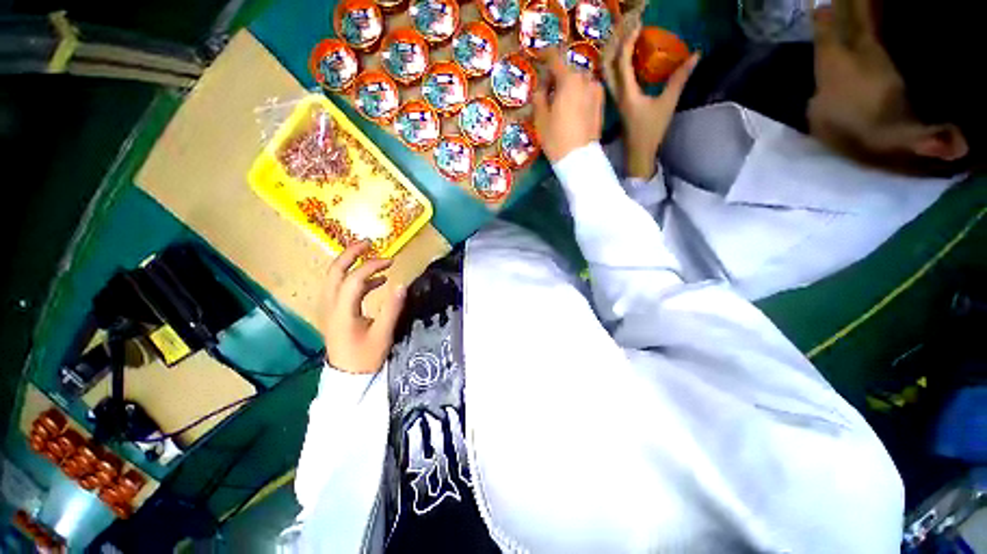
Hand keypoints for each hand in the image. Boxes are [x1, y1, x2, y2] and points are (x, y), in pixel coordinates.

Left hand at [320, 241, 405, 373]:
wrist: (348, 378)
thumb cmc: (365, 357)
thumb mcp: (383, 334)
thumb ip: (392, 308)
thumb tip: (402, 284)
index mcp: (342, 311)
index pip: (354, 279)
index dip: (372, 266)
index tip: (391, 261)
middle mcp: (331, 305)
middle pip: (335, 271)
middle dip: (351, 254)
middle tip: (369, 243)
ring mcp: (330, 308)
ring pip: (336, 278)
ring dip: (352, 264)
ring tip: (374, 258)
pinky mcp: (335, 312)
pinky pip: (343, 288)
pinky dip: (358, 280)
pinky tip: (377, 281)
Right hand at [532, 49, 605, 162]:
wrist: (579, 158)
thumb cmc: (556, 138)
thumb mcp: (540, 118)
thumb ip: (540, 96)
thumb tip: (542, 87)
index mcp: (569, 80)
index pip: (555, 58)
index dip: (545, 55)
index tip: (539, 54)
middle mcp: (585, 79)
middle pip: (569, 70)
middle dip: (558, 75)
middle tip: (548, 88)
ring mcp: (596, 90)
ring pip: (580, 80)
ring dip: (570, 84)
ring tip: (561, 99)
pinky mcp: (601, 103)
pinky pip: (587, 90)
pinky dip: (579, 92)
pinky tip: (572, 106)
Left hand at [610, 22, 699, 179]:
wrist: (637, 154)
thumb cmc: (651, 132)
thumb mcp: (667, 104)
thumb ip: (679, 79)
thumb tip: (696, 55)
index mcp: (626, 93)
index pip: (621, 61)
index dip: (628, 40)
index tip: (638, 23)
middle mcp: (616, 94)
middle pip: (608, 64)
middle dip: (616, 42)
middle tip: (629, 25)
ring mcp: (615, 99)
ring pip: (607, 71)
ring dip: (615, 52)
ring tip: (628, 36)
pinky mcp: (618, 102)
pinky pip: (613, 78)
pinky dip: (618, 63)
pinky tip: (629, 57)